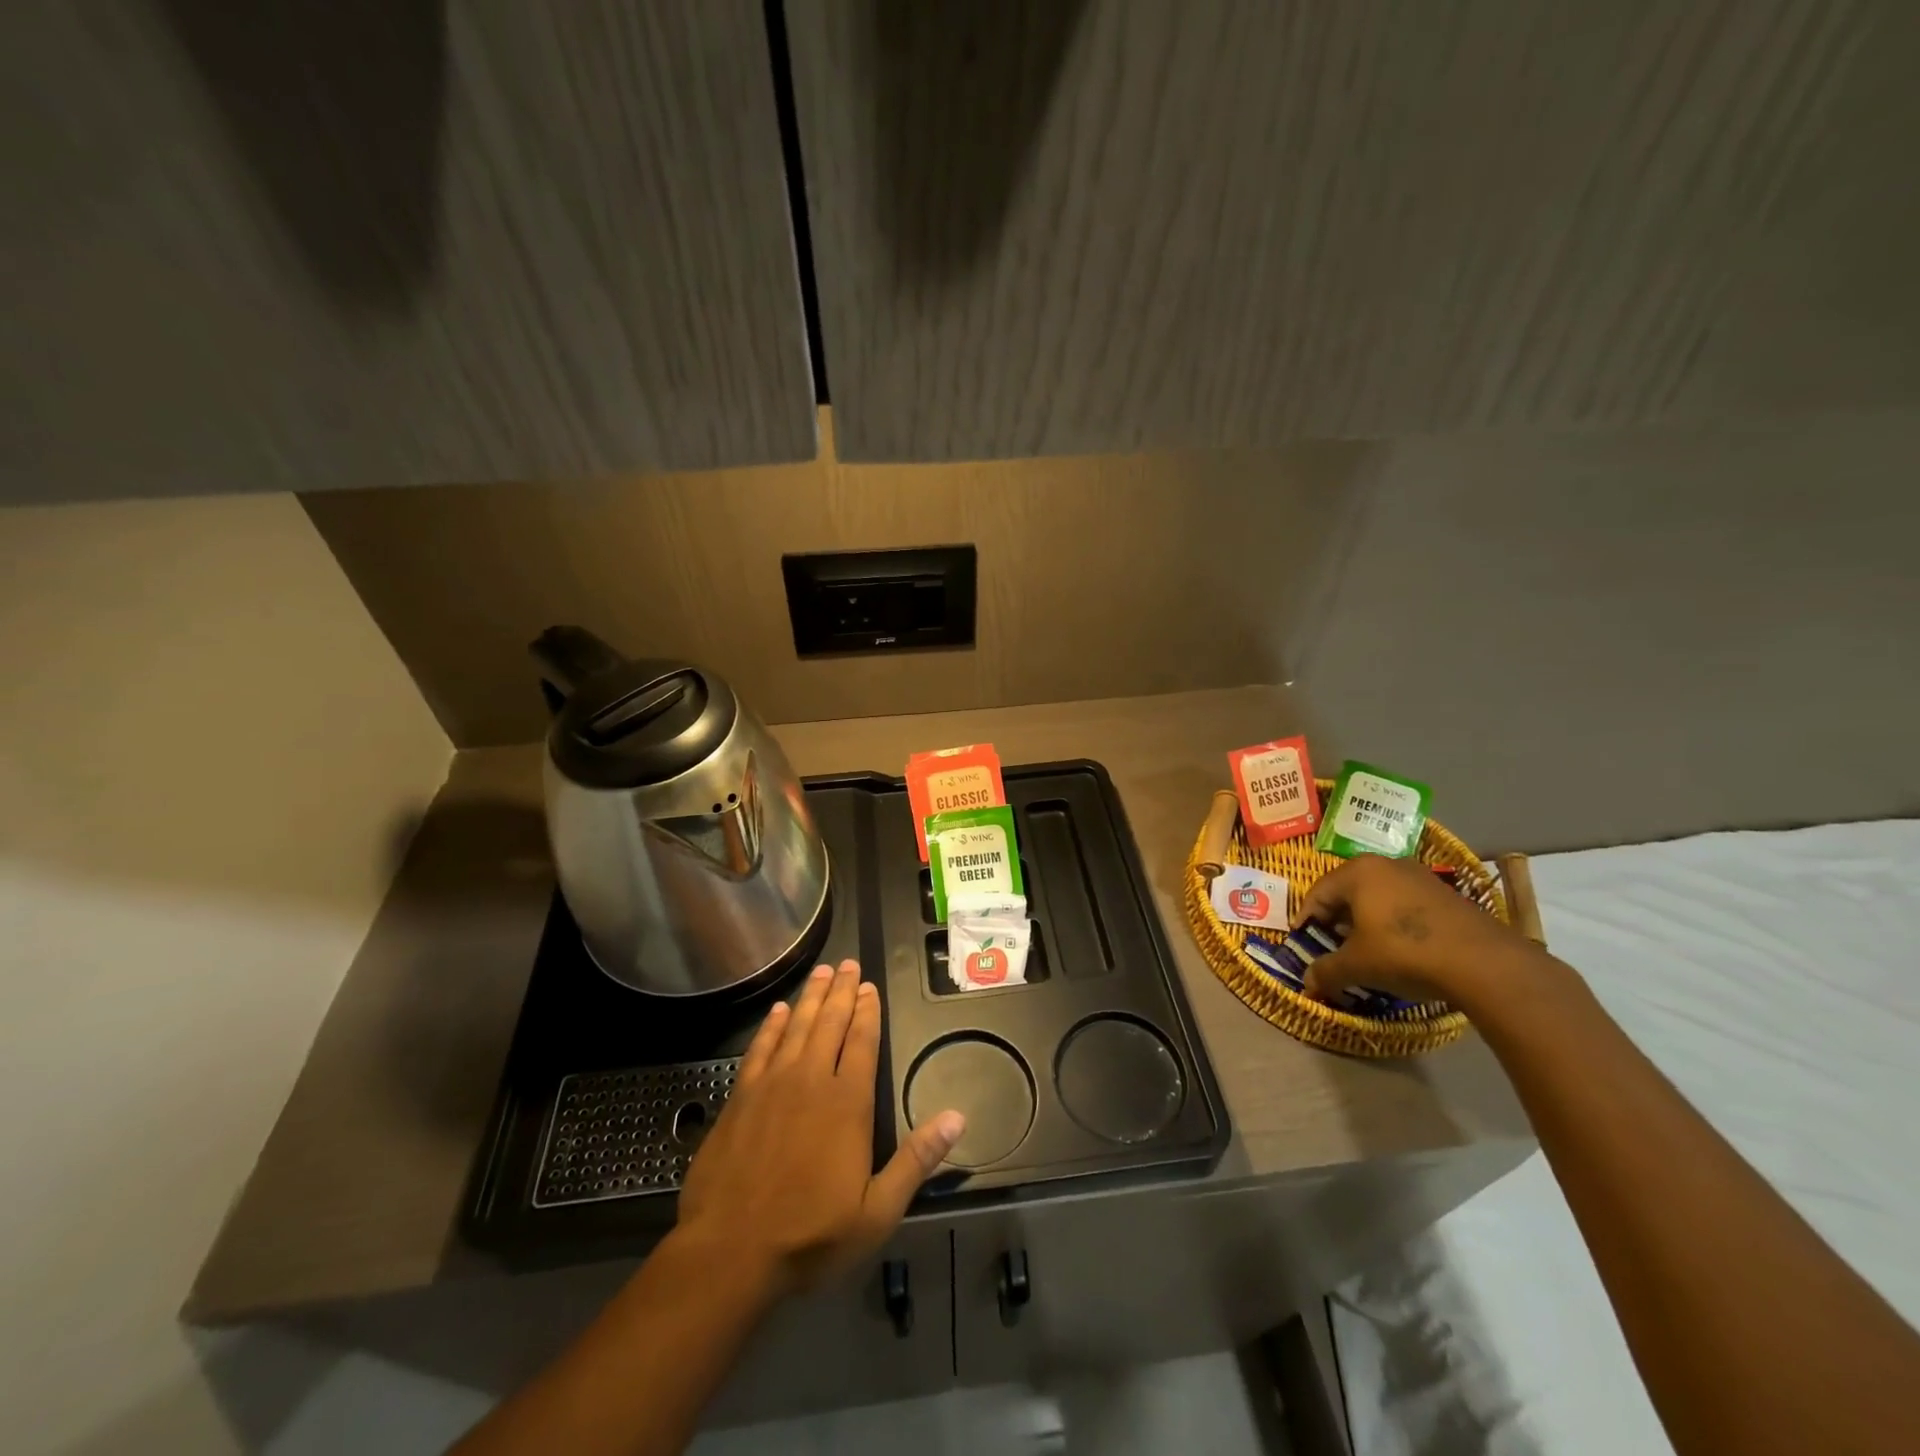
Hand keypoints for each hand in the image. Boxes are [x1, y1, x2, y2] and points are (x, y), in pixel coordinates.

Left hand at [677, 960, 964, 1296]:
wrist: (729, 1252)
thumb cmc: (810, 1235)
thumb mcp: (877, 1211)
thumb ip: (917, 1160)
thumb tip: (958, 1118)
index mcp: (847, 1103)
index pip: (861, 1042)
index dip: (868, 1011)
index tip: (870, 986)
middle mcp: (811, 1080)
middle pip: (830, 1023)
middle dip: (841, 991)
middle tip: (847, 963)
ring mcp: (772, 1085)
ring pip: (797, 1026)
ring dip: (811, 997)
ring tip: (821, 972)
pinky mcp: (741, 1097)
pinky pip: (760, 1047)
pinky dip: (772, 1025)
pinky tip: (779, 1010)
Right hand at [1290, 854, 1532, 1008]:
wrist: (1484, 963)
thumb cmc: (1404, 953)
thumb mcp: (1358, 966)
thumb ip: (1327, 971)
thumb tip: (1307, 984)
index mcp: (1358, 872)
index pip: (1318, 892)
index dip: (1306, 918)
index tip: (1303, 940)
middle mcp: (1386, 865)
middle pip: (1348, 890)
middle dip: (1336, 918)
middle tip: (1332, 943)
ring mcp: (1421, 876)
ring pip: (1378, 895)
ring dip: (1365, 919)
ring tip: (1365, 947)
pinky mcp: (1446, 894)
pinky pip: (1405, 903)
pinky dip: (1393, 922)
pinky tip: (1400, 948)